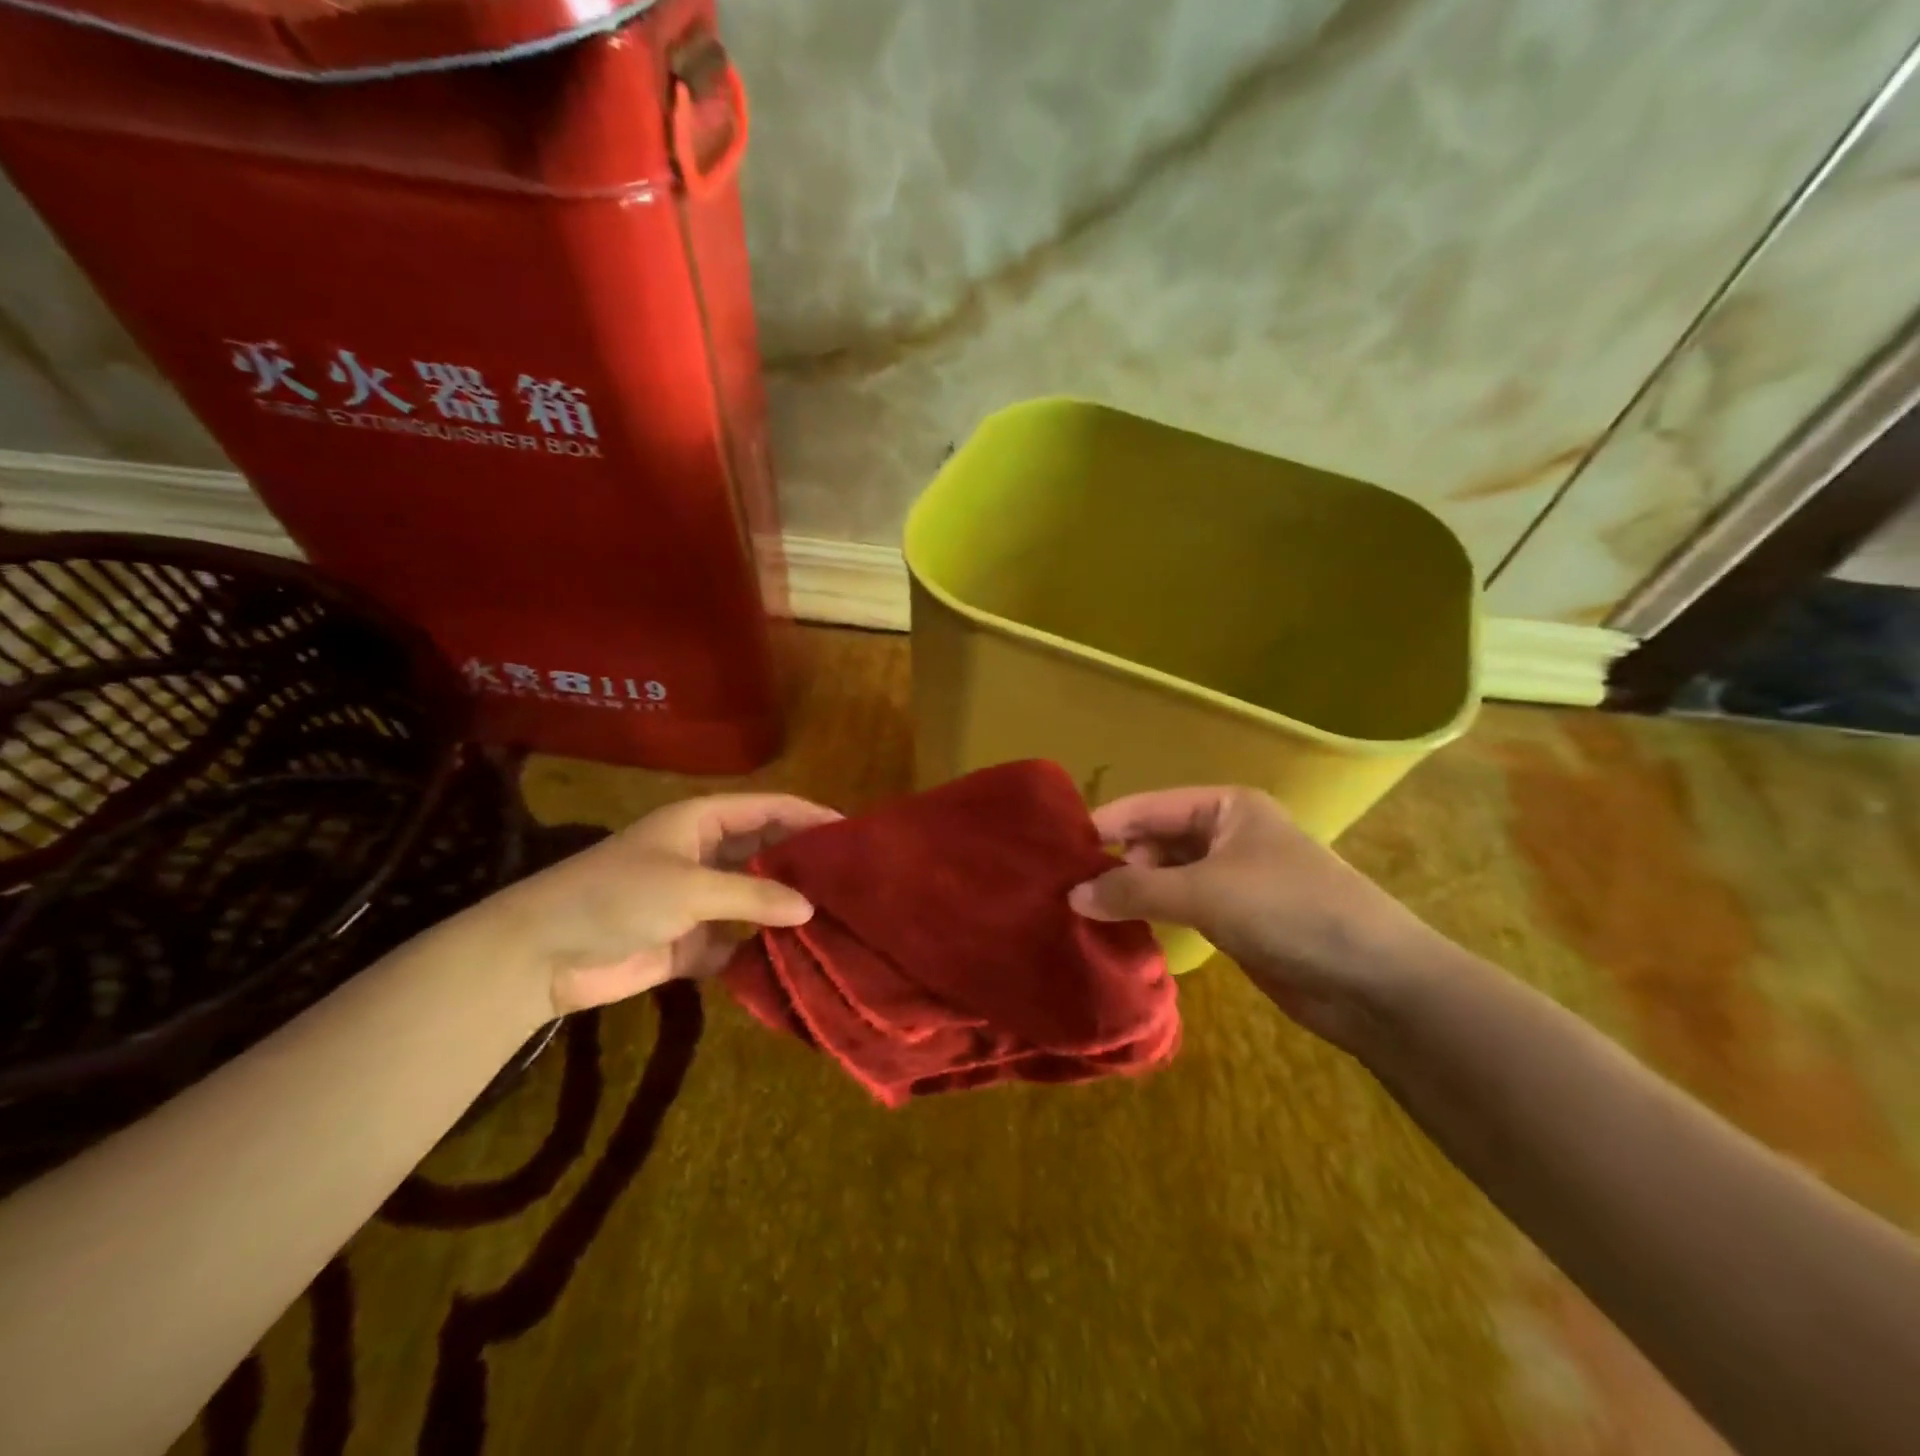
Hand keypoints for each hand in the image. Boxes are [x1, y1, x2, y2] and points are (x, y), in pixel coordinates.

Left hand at [480, 793, 840, 1017]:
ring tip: (838, 920)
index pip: (769, 809)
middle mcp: (707, 854)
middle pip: (768, 852)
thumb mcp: (690, 887)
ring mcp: (699, 900)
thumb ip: (753, 896)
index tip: (853, 832)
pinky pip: (737, 942)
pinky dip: (760, 950)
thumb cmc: (617, 897)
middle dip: (805, 864)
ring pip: (756, 899)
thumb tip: (811, 909)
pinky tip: (796, 960)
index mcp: (704, 822)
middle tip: (854, 881)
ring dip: (787, 910)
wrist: (541, 955)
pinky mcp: (691, 942)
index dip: (810, 816)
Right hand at [1069, 787, 1437, 1048]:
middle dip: (1114, 862)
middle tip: (1066, 891)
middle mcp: (1226, 833)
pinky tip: (1122, 931)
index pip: (1147, 806)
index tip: (1054, 851)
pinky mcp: (1235, 917)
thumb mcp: (1205, 892)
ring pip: (1164, 875)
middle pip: (1153, 839)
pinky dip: (1153, 914)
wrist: (1375, 982)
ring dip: (1131, 892)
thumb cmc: (1290, 911)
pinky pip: (1180, 906)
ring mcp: (1231, 876)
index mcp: (1224, 806)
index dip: (1102, 826)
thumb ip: (1134, 891)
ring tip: (1084, 913)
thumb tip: (1072, 896)